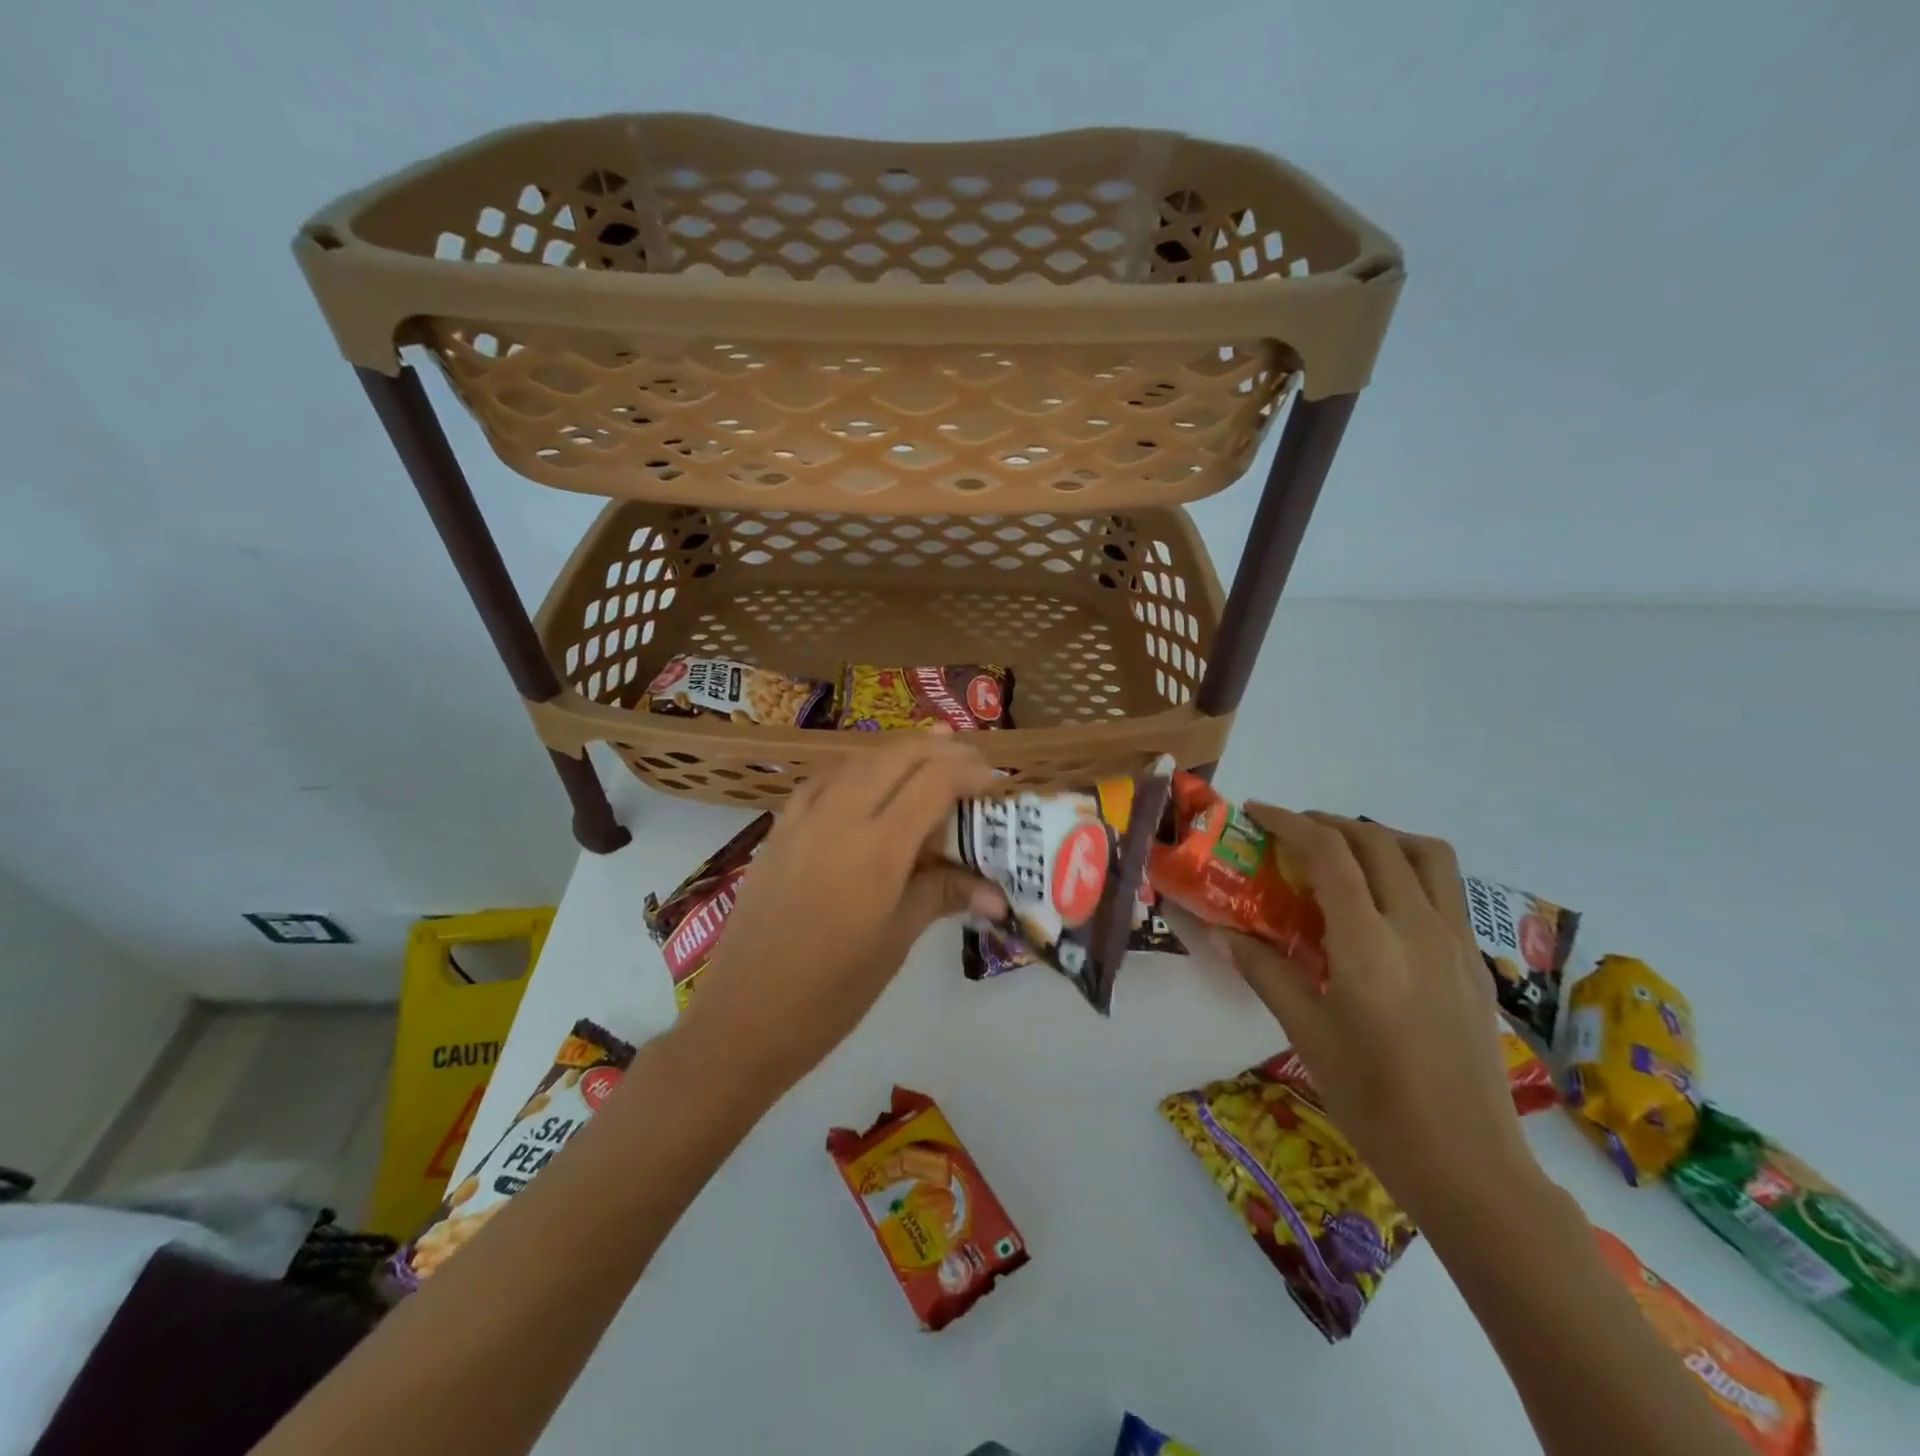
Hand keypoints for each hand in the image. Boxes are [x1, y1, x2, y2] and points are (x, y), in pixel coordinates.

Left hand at [676, 735, 1006, 1095]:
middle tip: (969, 759)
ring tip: (929, 753)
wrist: (742, 1018)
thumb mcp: (895, 943)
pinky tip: (866, 780)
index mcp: (876, 850)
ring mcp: (802, 820)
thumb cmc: (830, 994)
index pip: (932, 783)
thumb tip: (997, 893)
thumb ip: (942, 897)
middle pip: (895, 757)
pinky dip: (855, 768)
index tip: (993, 780)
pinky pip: (823, 780)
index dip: (968, 771)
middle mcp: (838, 819)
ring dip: (897, 751)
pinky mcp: (778, 831)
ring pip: (857, 760)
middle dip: (938, 748)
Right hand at [1209, 808, 1542, 1225]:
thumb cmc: (1374, 1104)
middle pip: (1377, 841)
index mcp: (1370, 947)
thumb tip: (1223, 931)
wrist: (1470, 1166)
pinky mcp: (1476, 962)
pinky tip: (1378, 905)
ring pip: (1427, 854)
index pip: (1331, 854)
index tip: (1256, 813)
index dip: (1289, 822)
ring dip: (1379, 837)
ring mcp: (1457, 943)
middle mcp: (1419, 930)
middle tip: (1289, 834)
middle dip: (1328, 823)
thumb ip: (1264, 971)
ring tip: (1342, 854)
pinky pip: (1444, 888)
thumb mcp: (1306, 1035)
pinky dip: (1406, 869)